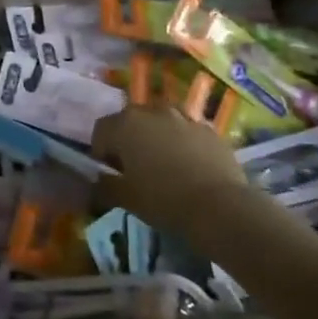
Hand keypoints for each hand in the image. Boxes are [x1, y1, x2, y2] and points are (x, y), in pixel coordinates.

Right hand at [90, 104, 259, 242]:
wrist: (219, 207)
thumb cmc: (163, 199)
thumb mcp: (126, 198)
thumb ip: (104, 185)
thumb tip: (97, 181)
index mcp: (125, 124)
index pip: (101, 131)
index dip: (101, 152)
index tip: (110, 173)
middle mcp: (152, 111)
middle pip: (131, 121)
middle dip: (128, 140)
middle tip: (134, 169)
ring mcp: (184, 117)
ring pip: (160, 122)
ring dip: (156, 137)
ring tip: (163, 165)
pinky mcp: (209, 128)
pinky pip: (186, 131)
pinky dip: (182, 142)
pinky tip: (189, 167)